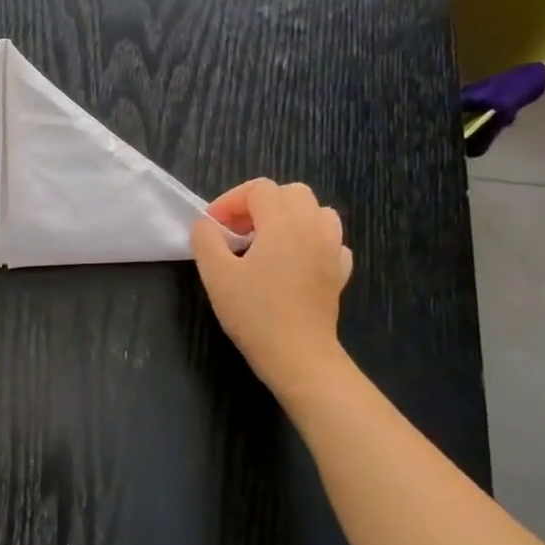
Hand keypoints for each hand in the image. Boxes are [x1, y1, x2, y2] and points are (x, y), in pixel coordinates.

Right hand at [191, 179, 352, 399]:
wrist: (298, 355)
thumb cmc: (254, 311)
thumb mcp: (216, 273)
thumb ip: (206, 239)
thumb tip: (206, 224)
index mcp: (283, 221)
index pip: (258, 189)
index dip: (230, 201)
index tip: (212, 226)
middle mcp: (313, 226)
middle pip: (290, 193)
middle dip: (260, 204)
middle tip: (236, 231)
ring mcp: (332, 249)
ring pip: (316, 212)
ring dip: (289, 217)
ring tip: (265, 241)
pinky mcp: (339, 272)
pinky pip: (329, 241)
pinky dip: (309, 241)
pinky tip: (292, 261)